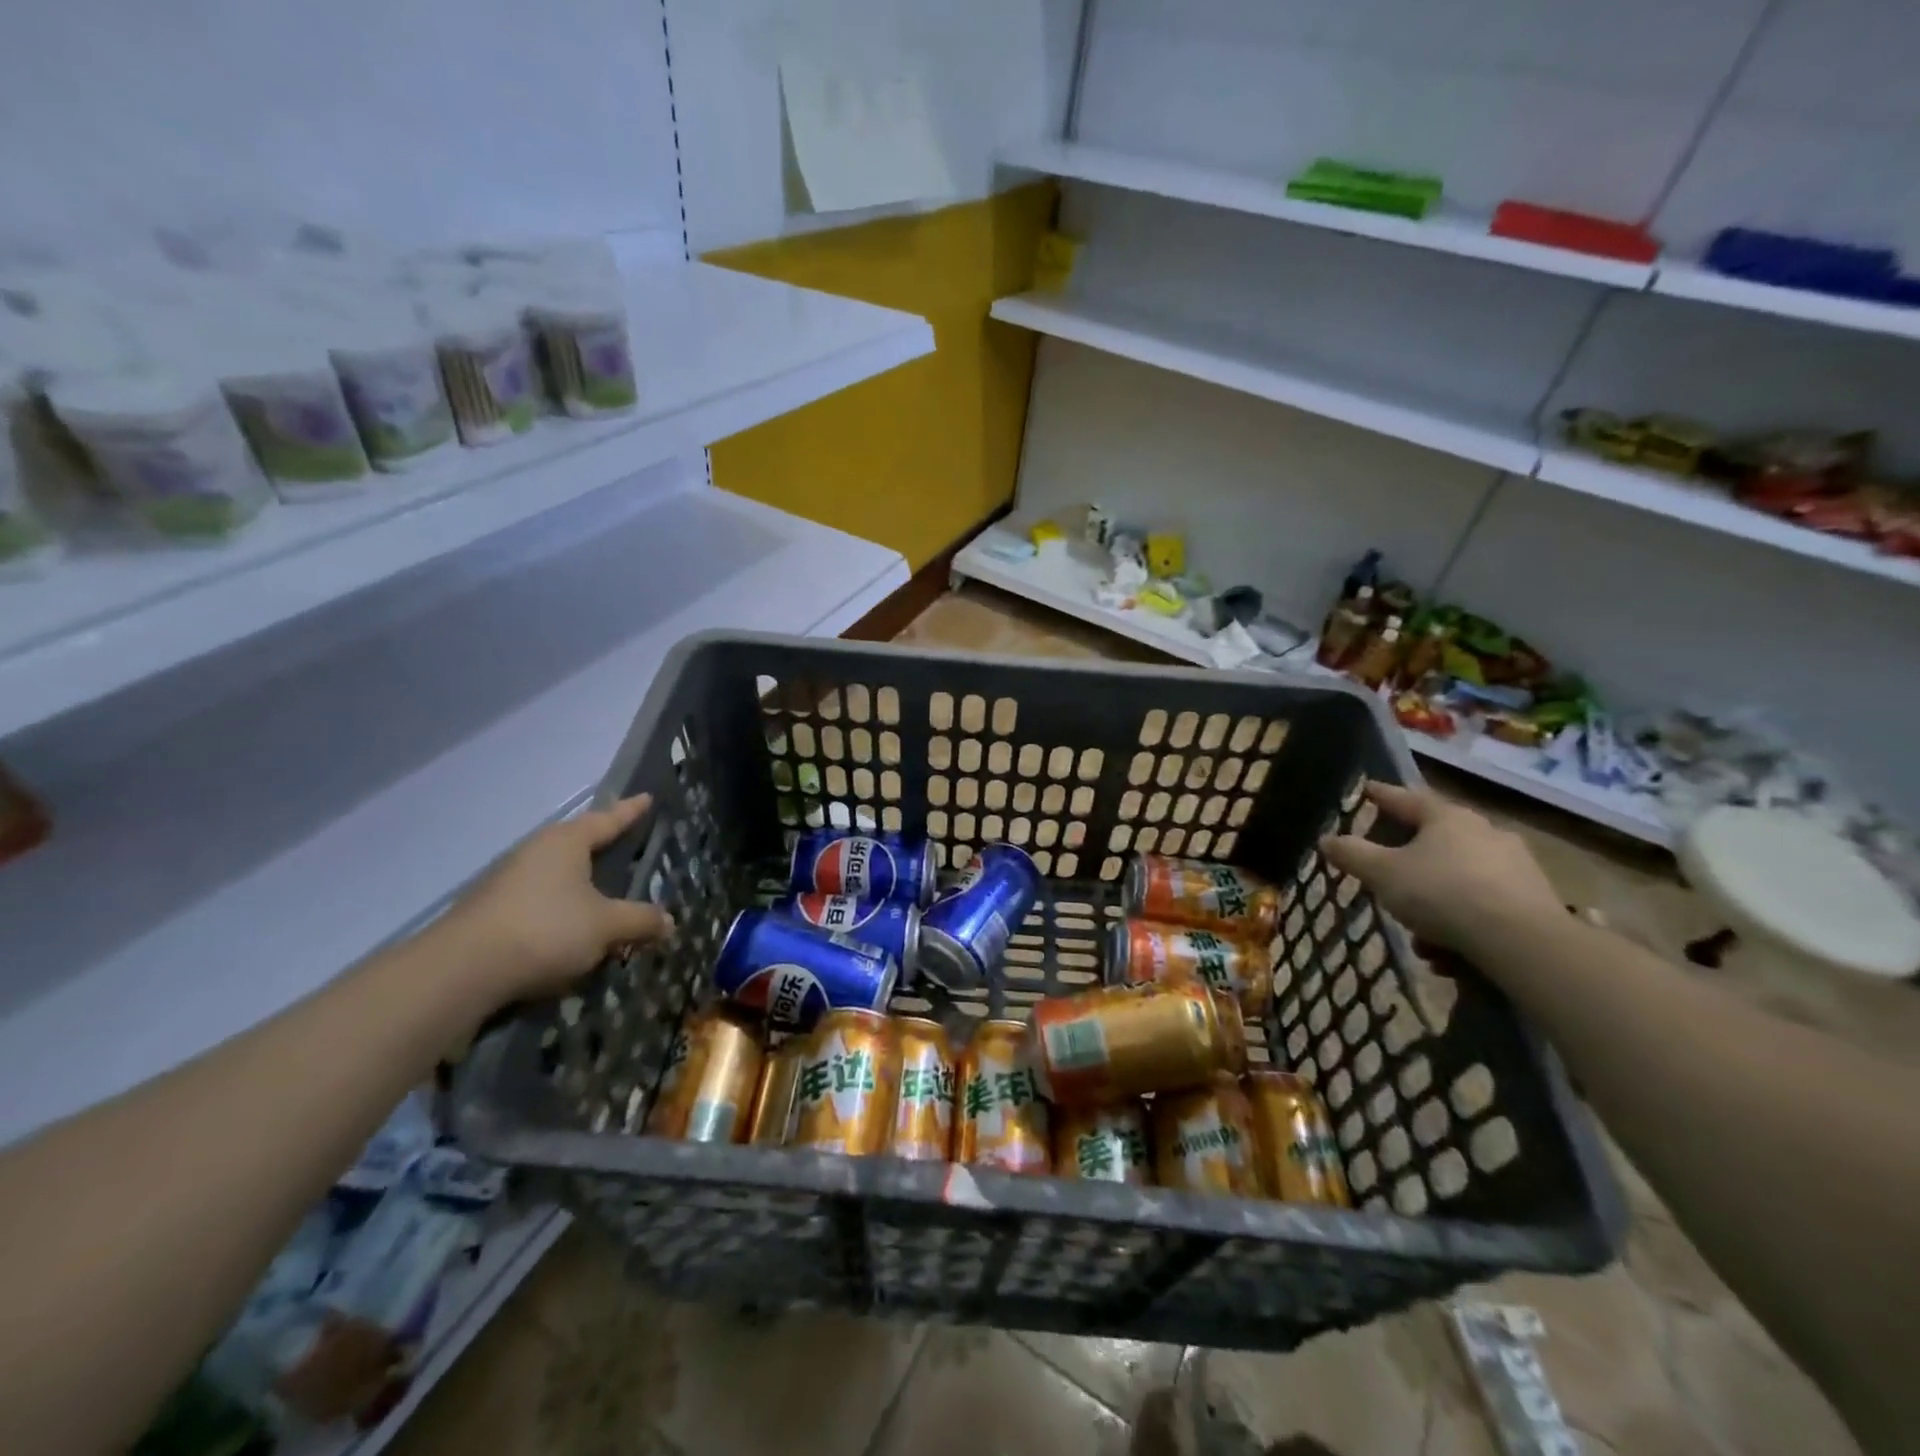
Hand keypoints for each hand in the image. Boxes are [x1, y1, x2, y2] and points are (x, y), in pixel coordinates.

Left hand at [447, 794, 673, 999]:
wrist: (460, 972)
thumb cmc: (546, 930)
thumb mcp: (606, 926)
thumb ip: (640, 920)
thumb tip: (669, 921)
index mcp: (567, 842)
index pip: (608, 819)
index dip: (630, 811)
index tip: (647, 797)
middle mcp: (537, 851)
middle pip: (579, 843)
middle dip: (604, 846)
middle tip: (629, 844)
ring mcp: (509, 880)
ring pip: (558, 874)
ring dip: (582, 884)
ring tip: (606, 894)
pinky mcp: (493, 910)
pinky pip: (541, 900)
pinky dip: (562, 909)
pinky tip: (572, 929)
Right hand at [1319, 782, 1561, 953]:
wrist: (1522, 942)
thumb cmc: (1442, 893)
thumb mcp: (1382, 874)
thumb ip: (1352, 854)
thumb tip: (1327, 839)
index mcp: (1447, 818)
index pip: (1406, 798)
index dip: (1382, 795)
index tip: (1367, 790)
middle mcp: (1485, 832)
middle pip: (1436, 840)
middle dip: (1410, 863)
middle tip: (1390, 879)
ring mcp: (1516, 866)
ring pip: (1459, 878)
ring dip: (1436, 903)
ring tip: (1421, 939)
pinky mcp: (1535, 901)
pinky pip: (1484, 905)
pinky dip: (1462, 924)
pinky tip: (1449, 954)